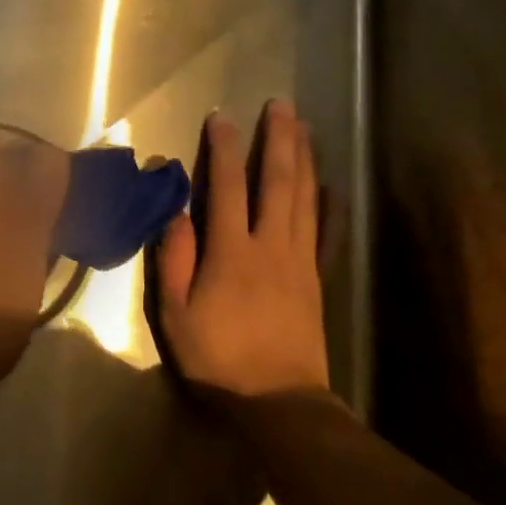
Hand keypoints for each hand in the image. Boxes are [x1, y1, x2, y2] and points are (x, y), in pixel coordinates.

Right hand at [155, 101, 329, 398]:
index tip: (221, 116)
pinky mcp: (316, 278)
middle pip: (277, 181)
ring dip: (304, 158)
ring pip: (304, 197)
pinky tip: (331, 184)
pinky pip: (325, 231)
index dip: (224, 148)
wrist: (278, 400)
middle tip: (279, 104)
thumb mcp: (175, 315)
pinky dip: (328, 203)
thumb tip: (176, 213)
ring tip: (303, 127)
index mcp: (231, 252)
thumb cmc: (218, 358)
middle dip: (278, 139)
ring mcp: (299, 260)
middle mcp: (270, 245)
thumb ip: (175, 260)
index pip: (227, 187)